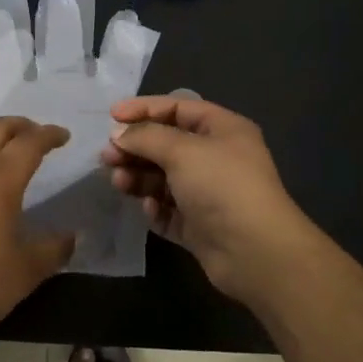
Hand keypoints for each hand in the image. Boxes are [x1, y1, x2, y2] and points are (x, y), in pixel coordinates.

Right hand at [100, 95, 322, 305]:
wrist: (256, 253)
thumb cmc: (221, 186)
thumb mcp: (181, 150)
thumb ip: (145, 137)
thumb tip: (118, 134)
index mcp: (222, 130)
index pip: (177, 108)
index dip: (144, 109)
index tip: (111, 117)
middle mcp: (216, 157)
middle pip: (166, 144)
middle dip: (136, 148)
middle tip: (106, 156)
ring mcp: (208, 193)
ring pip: (163, 178)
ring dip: (139, 177)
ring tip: (118, 182)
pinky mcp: (200, 225)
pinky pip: (169, 209)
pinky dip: (156, 207)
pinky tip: (150, 209)